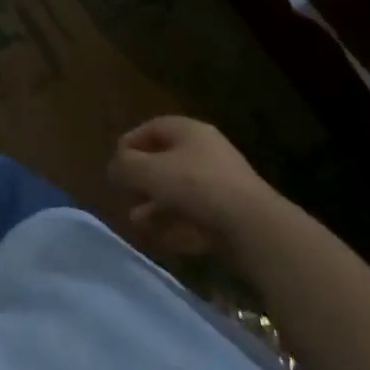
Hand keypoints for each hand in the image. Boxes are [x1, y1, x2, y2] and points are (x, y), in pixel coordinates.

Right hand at [108, 116, 275, 256]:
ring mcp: (223, 184)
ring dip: (156, 208)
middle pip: (165, 162)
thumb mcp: (148, 172)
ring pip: (180, 192)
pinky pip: (198, 216)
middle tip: (126, 197)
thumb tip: (115, 169)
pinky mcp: (233, 215)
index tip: (116, 167)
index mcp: (188, 131)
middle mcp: (206, 152)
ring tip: (139, 225)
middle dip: (142, 182)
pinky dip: (179, 226)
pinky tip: (165, 241)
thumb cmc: (195, 186)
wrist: (254, 228)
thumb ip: (124, 167)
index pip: (151, 129)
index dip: (129, 145)